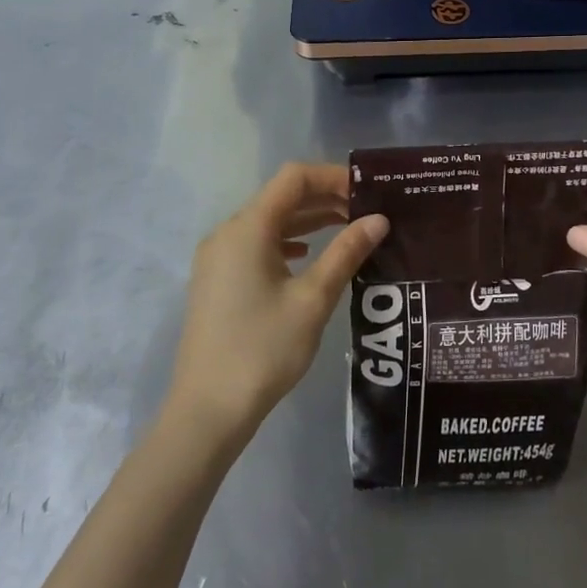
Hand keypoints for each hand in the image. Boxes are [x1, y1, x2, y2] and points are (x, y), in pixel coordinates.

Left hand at [167, 162, 388, 443]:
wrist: (207, 410)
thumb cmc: (264, 349)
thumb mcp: (313, 299)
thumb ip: (346, 252)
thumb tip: (378, 219)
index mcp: (248, 228)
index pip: (294, 178)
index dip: (333, 177)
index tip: (368, 192)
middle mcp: (228, 233)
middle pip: (281, 197)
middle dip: (325, 198)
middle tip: (368, 211)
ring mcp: (218, 257)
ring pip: (270, 221)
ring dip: (308, 220)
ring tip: (350, 229)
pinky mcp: (218, 280)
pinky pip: (257, 244)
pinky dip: (288, 241)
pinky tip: (309, 255)